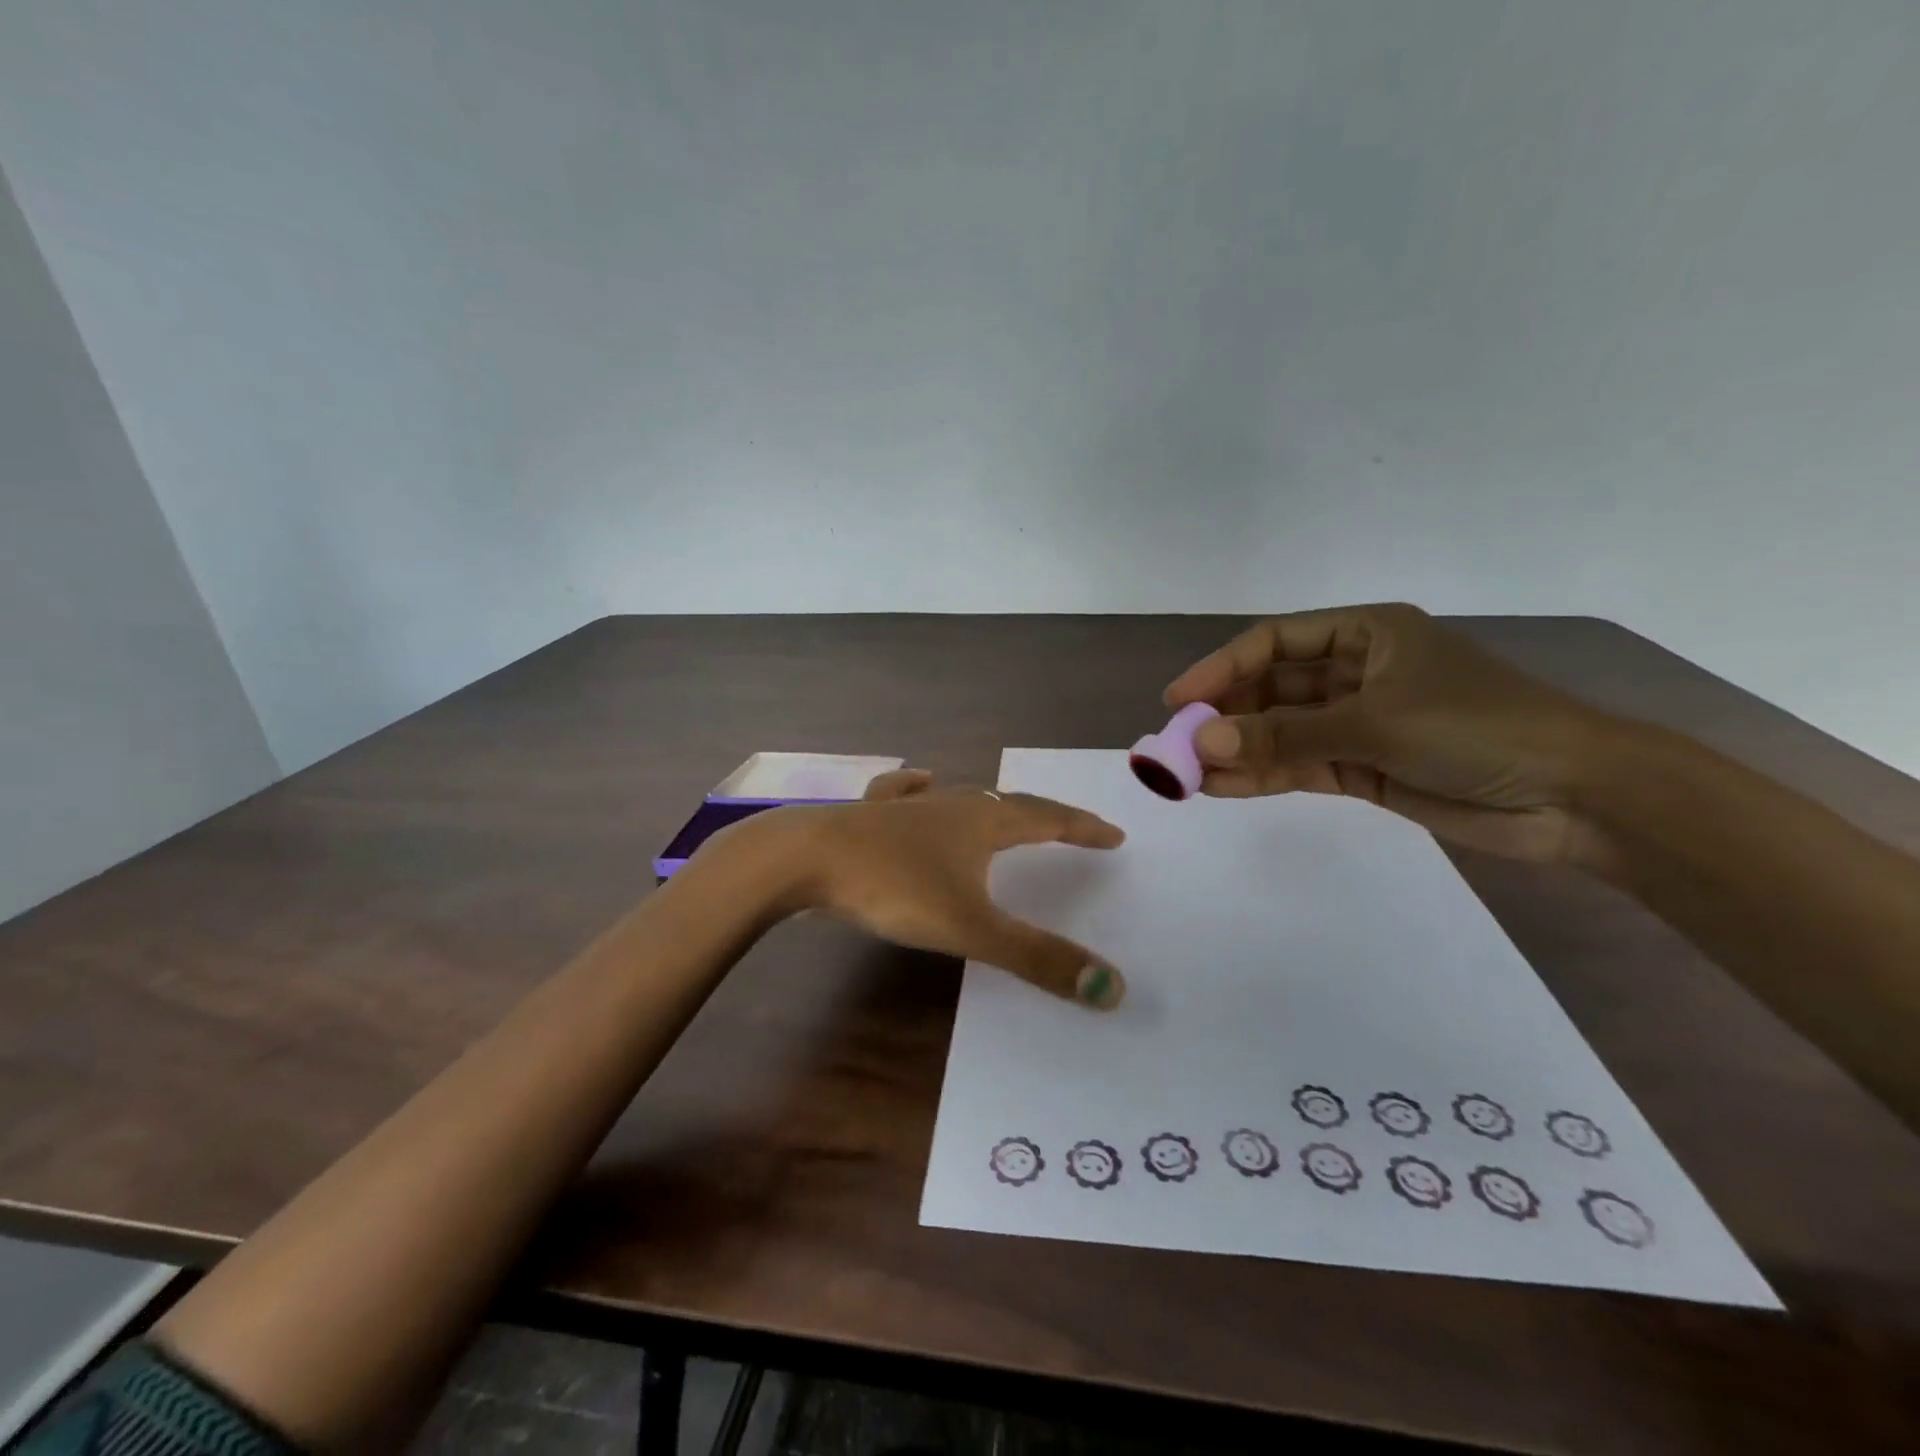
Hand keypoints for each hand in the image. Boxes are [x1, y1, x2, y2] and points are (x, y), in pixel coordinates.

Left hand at [767, 770, 1128, 1008]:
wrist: (804, 858)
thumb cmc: (894, 887)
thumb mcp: (970, 927)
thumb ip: (1037, 958)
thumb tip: (1112, 987)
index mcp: (984, 822)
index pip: (1049, 820)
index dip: (1083, 828)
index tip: (1114, 834)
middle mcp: (951, 803)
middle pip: (1009, 804)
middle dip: (1044, 817)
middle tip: (1068, 828)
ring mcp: (907, 804)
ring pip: (960, 797)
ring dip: (989, 805)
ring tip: (1004, 811)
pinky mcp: (870, 813)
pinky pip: (904, 793)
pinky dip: (920, 789)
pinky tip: (918, 782)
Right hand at [1163, 604, 1619, 865]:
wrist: (1574, 796)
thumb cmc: (1478, 728)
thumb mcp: (1375, 722)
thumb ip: (1285, 734)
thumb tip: (1204, 743)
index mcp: (1366, 633)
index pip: (1275, 642)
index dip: (1221, 667)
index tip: (1178, 700)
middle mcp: (1356, 672)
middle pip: (1272, 687)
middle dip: (1225, 714)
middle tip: (1177, 744)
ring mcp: (1358, 722)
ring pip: (1281, 731)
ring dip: (1238, 749)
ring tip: (1188, 773)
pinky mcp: (1364, 767)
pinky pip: (1300, 765)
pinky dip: (1263, 775)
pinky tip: (1222, 787)